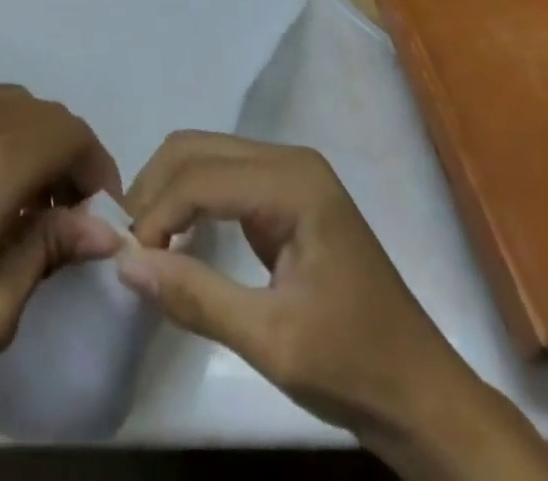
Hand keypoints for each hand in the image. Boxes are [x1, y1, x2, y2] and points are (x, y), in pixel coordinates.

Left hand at [0, 71, 124, 403]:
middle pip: (41, 113)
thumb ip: (50, 251)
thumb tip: (97, 228)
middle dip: (61, 153)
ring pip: (1, 99)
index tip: (93, 209)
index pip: (73, 135)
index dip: (95, 166)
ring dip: (21, 135)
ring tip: (5, 188)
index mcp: (0, 155)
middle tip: (53, 208)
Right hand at [114, 132, 547, 480]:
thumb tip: (124, 263)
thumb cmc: (355, 368)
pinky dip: (189, 200)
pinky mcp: (284, 194)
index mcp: (292, 183)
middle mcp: (288, 160)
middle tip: (127, 245)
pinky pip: (221, 177)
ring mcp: (288, 173)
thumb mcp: (272, 343)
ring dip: (167, 192)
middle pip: (196, 149)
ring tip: (144, 242)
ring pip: (204, 156)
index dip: (155, 214)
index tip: (127, 261)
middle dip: (154, 190)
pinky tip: (176, 236)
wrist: (424, 398)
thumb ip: (196, 296)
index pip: (200, 177)